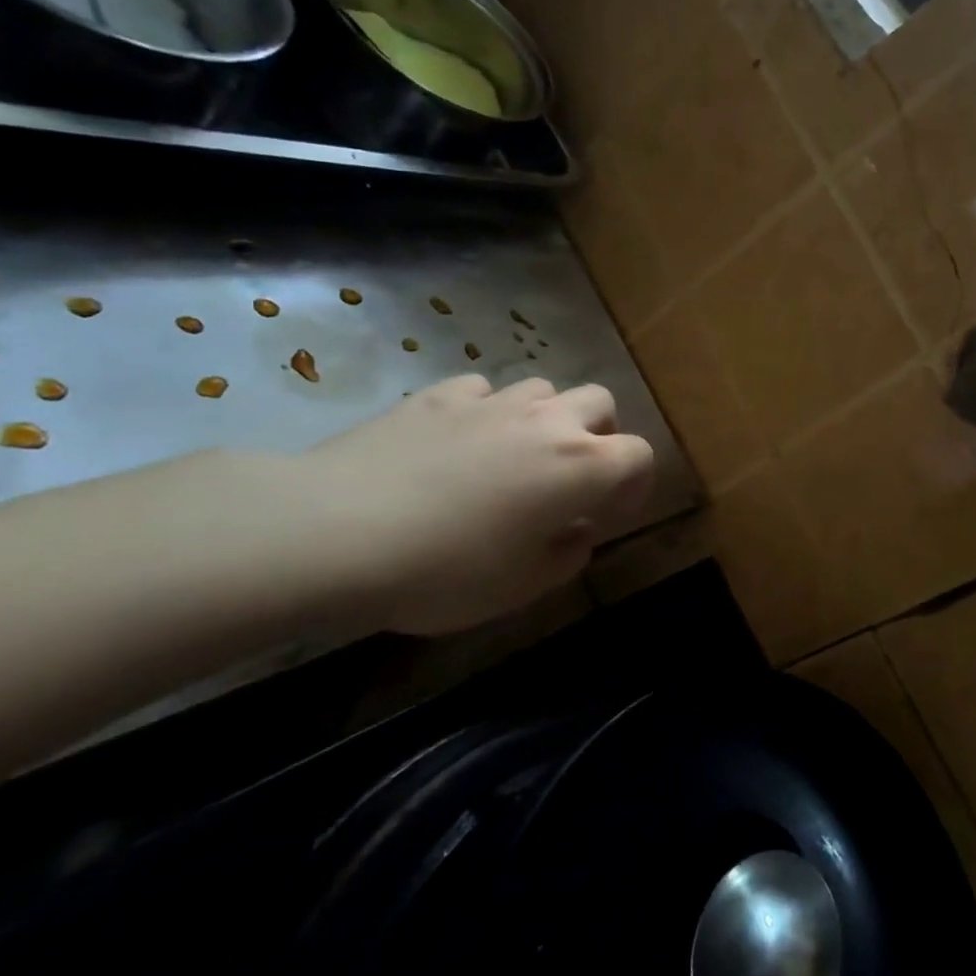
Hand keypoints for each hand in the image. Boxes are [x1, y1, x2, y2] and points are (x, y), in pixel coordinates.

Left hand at [305, 375, 655, 634]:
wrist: (337, 532)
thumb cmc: (446, 570)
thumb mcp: (522, 586)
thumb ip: (567, 556)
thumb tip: (577, 531)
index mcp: (580, 467)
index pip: (639, 455)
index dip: (636, 483)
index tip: (612, 512)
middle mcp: (545, 421)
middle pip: (599, 403)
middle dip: (599, 435)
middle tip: (572, 477)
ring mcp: (490, 402)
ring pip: (543, 389)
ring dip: (544, 419)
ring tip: (515, 457)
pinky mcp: (437, 396)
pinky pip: (482, 391)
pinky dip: (486, 412)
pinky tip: (460, 442)